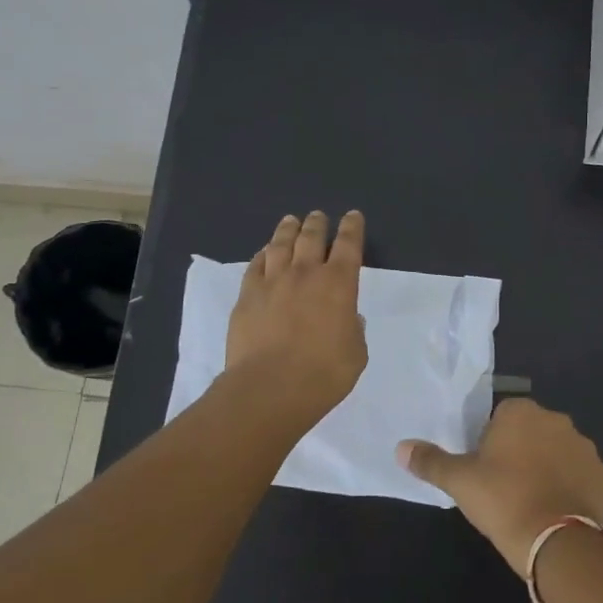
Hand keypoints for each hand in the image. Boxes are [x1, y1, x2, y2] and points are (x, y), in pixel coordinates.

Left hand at [225, 210, 367, 424]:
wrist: (270, 387)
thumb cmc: (323, 374)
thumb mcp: (355, 354)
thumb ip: (353, 331)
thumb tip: (348, 317)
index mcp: (339, 284)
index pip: (349, 245)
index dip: (352, 228)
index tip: (353, 216)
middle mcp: (306, 274)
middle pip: (312, 237)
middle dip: (318, 223)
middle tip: (318, 216)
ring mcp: (273, 282)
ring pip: (280, 244)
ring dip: (288, 229)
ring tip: (291, 221)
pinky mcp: (247, 296)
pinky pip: (255, 265)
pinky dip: (262, 254)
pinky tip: (264, 252)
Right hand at [397, 398, 602, 569]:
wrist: (557, 541)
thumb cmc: (502, 500)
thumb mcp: (459, 481)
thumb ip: (430, 461)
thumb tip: (400, 448)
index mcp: (521, 412)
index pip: (501, 417)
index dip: (491, 443)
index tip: (485, 471)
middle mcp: (557, 420)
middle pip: (531, 432)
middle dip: (521, 452)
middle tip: (505, 488)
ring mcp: (585, 447)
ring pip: (557, 453)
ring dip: (547, 469)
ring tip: (532, 503)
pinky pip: (580, 476)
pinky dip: (569, 488)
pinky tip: (555, 512)